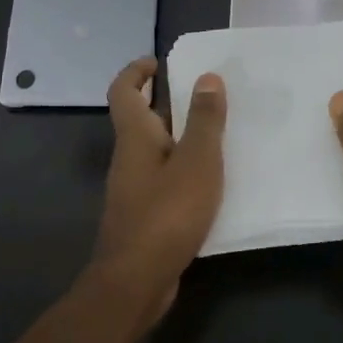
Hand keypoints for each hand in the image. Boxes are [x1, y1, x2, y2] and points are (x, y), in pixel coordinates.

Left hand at [92, 56, 227, 310]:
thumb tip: (207, 77)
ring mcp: (134, 189)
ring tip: (218, 134)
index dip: (136, 71)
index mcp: (135, 137)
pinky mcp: (144, 215)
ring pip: (155, 150)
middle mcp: (129, 157)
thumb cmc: (167, 213)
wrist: (136, 281)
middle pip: (140, 119)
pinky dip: (183, 169)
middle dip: (166, 102)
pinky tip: (212, 181)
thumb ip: (204, 120)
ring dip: (180, 137)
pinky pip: (164, 178)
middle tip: (204, 95)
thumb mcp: (196, 161)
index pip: (123, 91)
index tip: (159, 62)